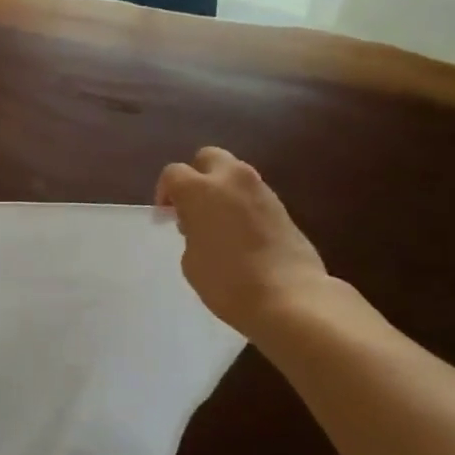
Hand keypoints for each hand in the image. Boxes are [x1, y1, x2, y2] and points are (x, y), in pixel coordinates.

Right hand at [155, 147, 333, 336]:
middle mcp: (231, 179)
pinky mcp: (283, 206)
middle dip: (197, 175)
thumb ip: (191, 232)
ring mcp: (261, 190)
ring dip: (222, 189)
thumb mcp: (191, 260)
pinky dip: (242, 204)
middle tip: (192, 207)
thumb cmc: (228, 282)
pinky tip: (241, 233)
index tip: (166, 217)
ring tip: (218, 223)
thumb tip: (200, 226)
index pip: (173, 173)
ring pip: (234, 174)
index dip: (165, 193)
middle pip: (208, 157)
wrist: (289, 297)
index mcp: (200, 189)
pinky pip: (253, 194)